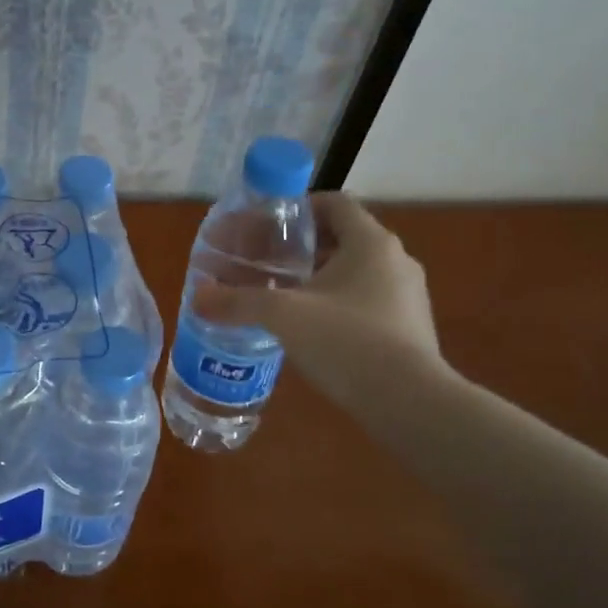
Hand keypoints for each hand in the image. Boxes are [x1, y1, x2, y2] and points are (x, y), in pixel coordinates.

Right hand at [192, 193, 447, 413]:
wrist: (410, 404)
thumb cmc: (347, 341)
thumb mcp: (283, 316)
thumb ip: (237, 301)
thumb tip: (197, 297)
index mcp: (370, 242)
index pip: (333, 203)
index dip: (297, 208)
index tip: (266, 226)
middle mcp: (395, 261)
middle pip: (340, 238)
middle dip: (299, 248)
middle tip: (262, 262)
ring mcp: (407, 297)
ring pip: (353, 272)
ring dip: (316, 277)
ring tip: (279, 294)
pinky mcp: (408, 329)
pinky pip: (365, 302)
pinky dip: (335, 304)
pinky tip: (307, 328)